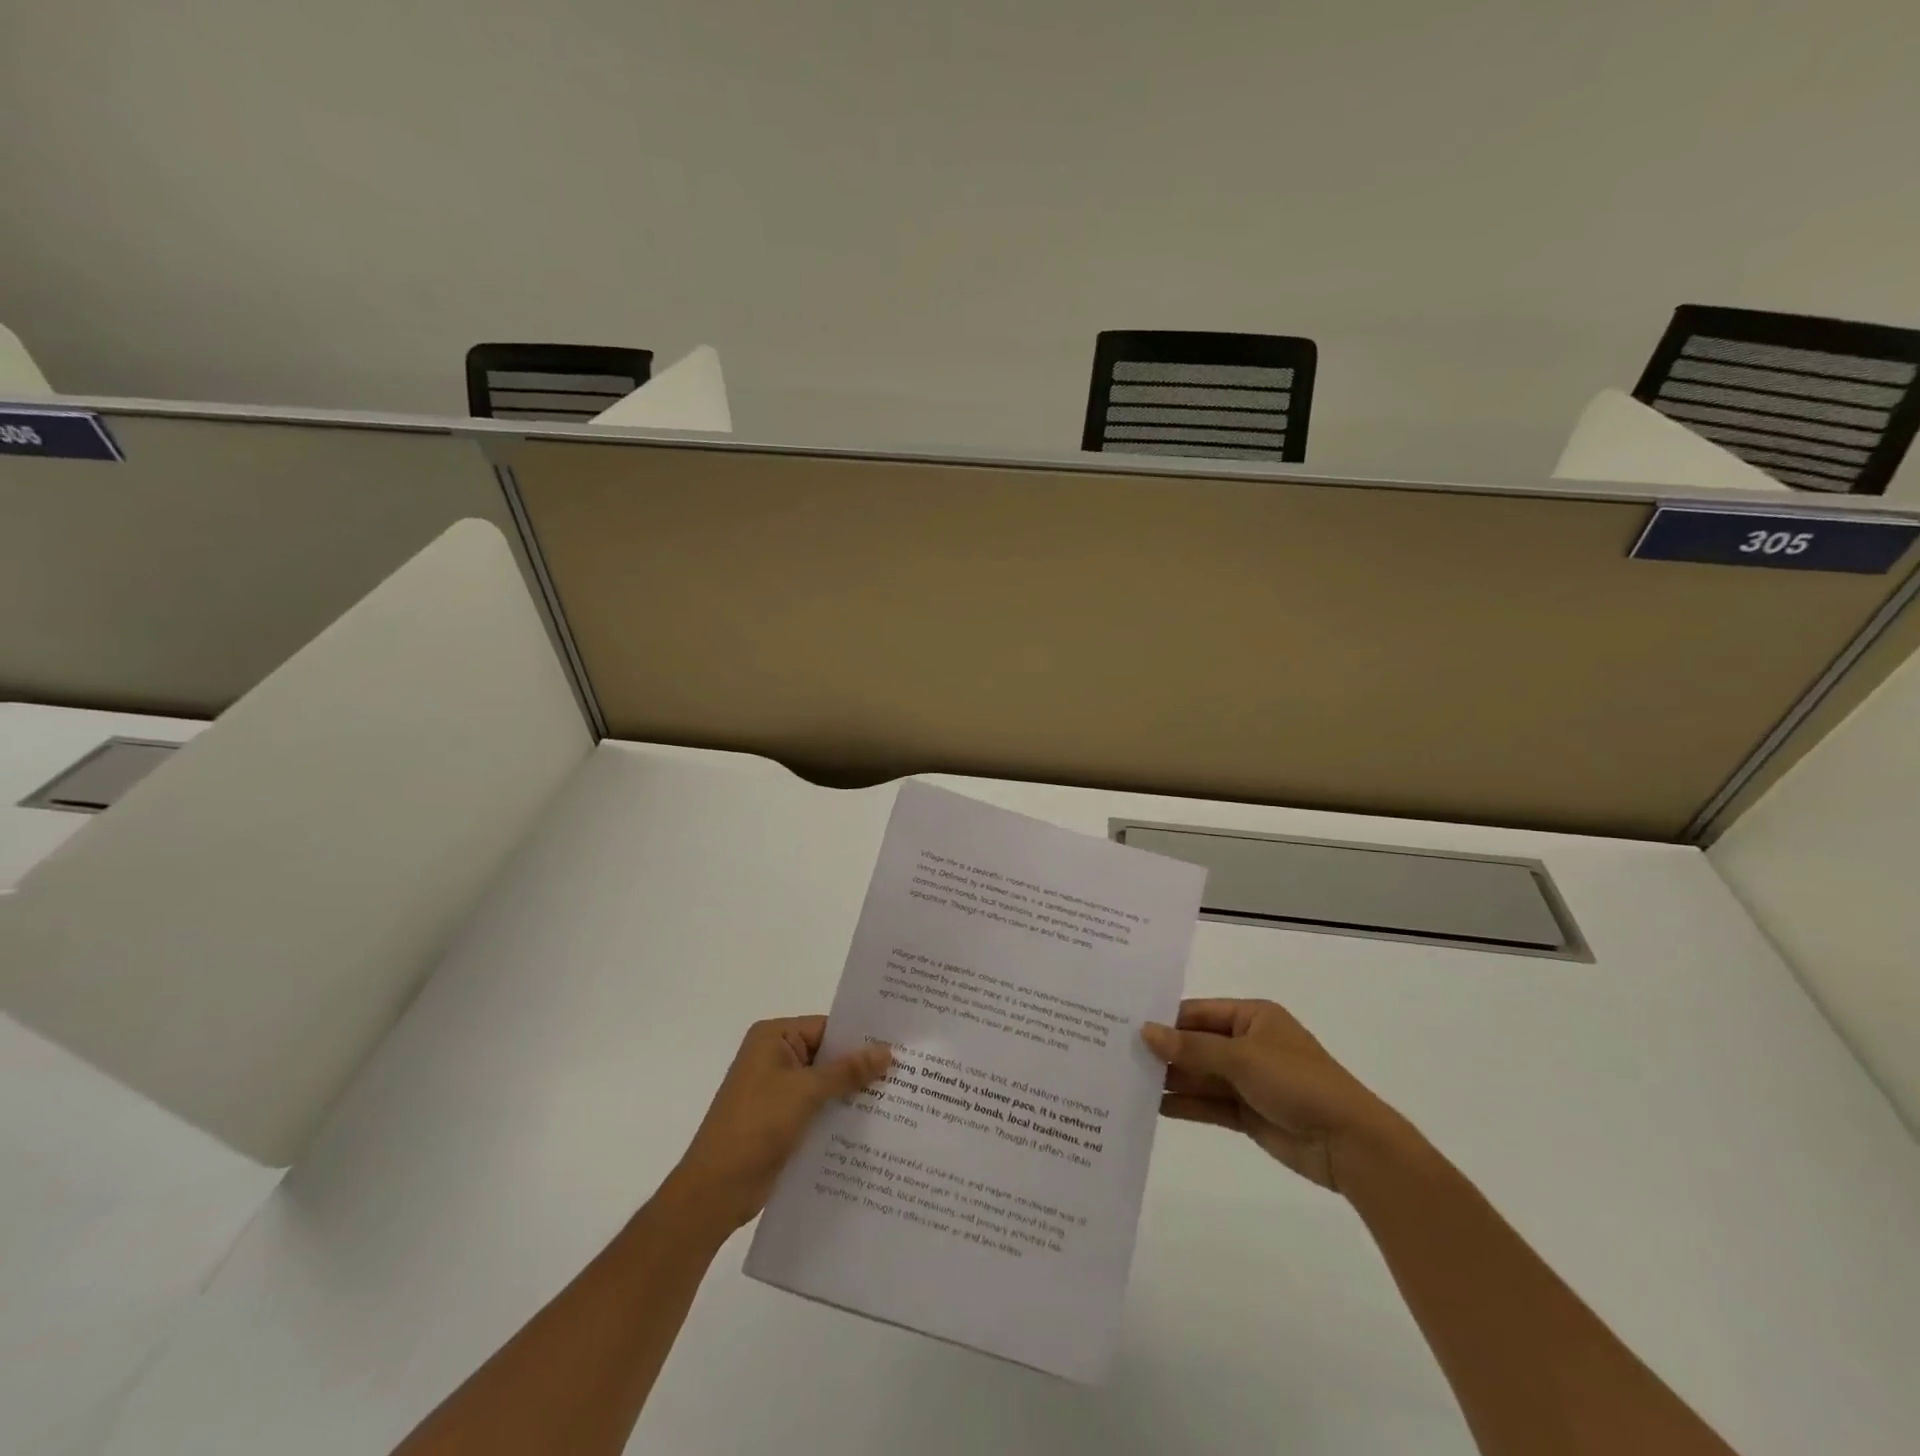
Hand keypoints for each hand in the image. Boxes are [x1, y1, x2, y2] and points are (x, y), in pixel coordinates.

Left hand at [666, 1016, 890, 1230]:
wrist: (715, 1191)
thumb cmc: (756, 1126)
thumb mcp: (805, 1092)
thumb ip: (847, 1070)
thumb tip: (886, 1051)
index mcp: (773, 1038)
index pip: (827, 1027)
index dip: (861, 1036)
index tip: (899, 1043)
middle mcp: (775, 1057)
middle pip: (828, 1055)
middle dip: (861, 1066)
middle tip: (907, 1070)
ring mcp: (778, 1091)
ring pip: (826, 1084)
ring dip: (853, 1092)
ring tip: (900, 1096)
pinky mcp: (782, 1120)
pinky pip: (819, 1108)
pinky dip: (840, 1113)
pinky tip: (873, 1123)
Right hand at [1142, 999, 1412, 1193]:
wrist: (1350, 1144)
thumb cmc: (1298, 1083)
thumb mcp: (1242, 1059)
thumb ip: (1191, 1049)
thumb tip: (1145, 1032)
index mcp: (1252, 1017)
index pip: (1197, 1013)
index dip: (1164, 1020)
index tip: (1124, 1025)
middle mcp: (1247, 1044)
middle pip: (1195, 1044)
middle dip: (1163, 1051)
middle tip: (1116, 1053)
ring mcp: (1247, 1080)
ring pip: (1199, 1075)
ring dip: (1169, 1079)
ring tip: (1125, 1080)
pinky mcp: (1247, 1113)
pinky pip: (1208, 1103)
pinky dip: (1183, 1104)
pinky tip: (1152, 1106)